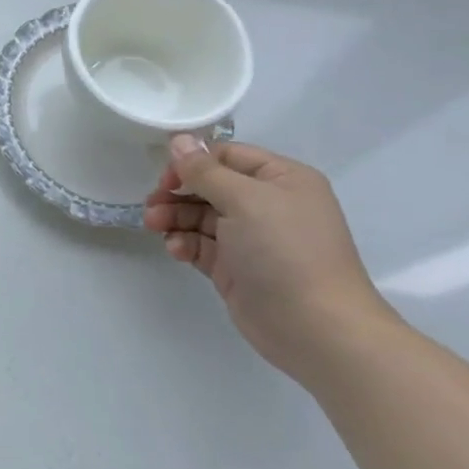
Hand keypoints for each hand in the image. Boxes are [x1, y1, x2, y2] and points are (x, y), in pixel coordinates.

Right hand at [143, 137, 394, 381]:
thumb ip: (205, 170)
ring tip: (153, 225)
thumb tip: (179, 139)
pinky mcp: (237, 269)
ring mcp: (252, 238)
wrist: (316, 329)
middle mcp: (268, 204)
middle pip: (211, 186)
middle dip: (178, 192)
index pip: (228, 156)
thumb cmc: (285, 251)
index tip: (165, 176)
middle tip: (152, 204)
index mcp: (281, 179)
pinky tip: (176, 249)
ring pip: (202, 216)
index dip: (194, 162)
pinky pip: (203, 246)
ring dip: (175, 217)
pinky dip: (185, 243)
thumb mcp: (244, 200)